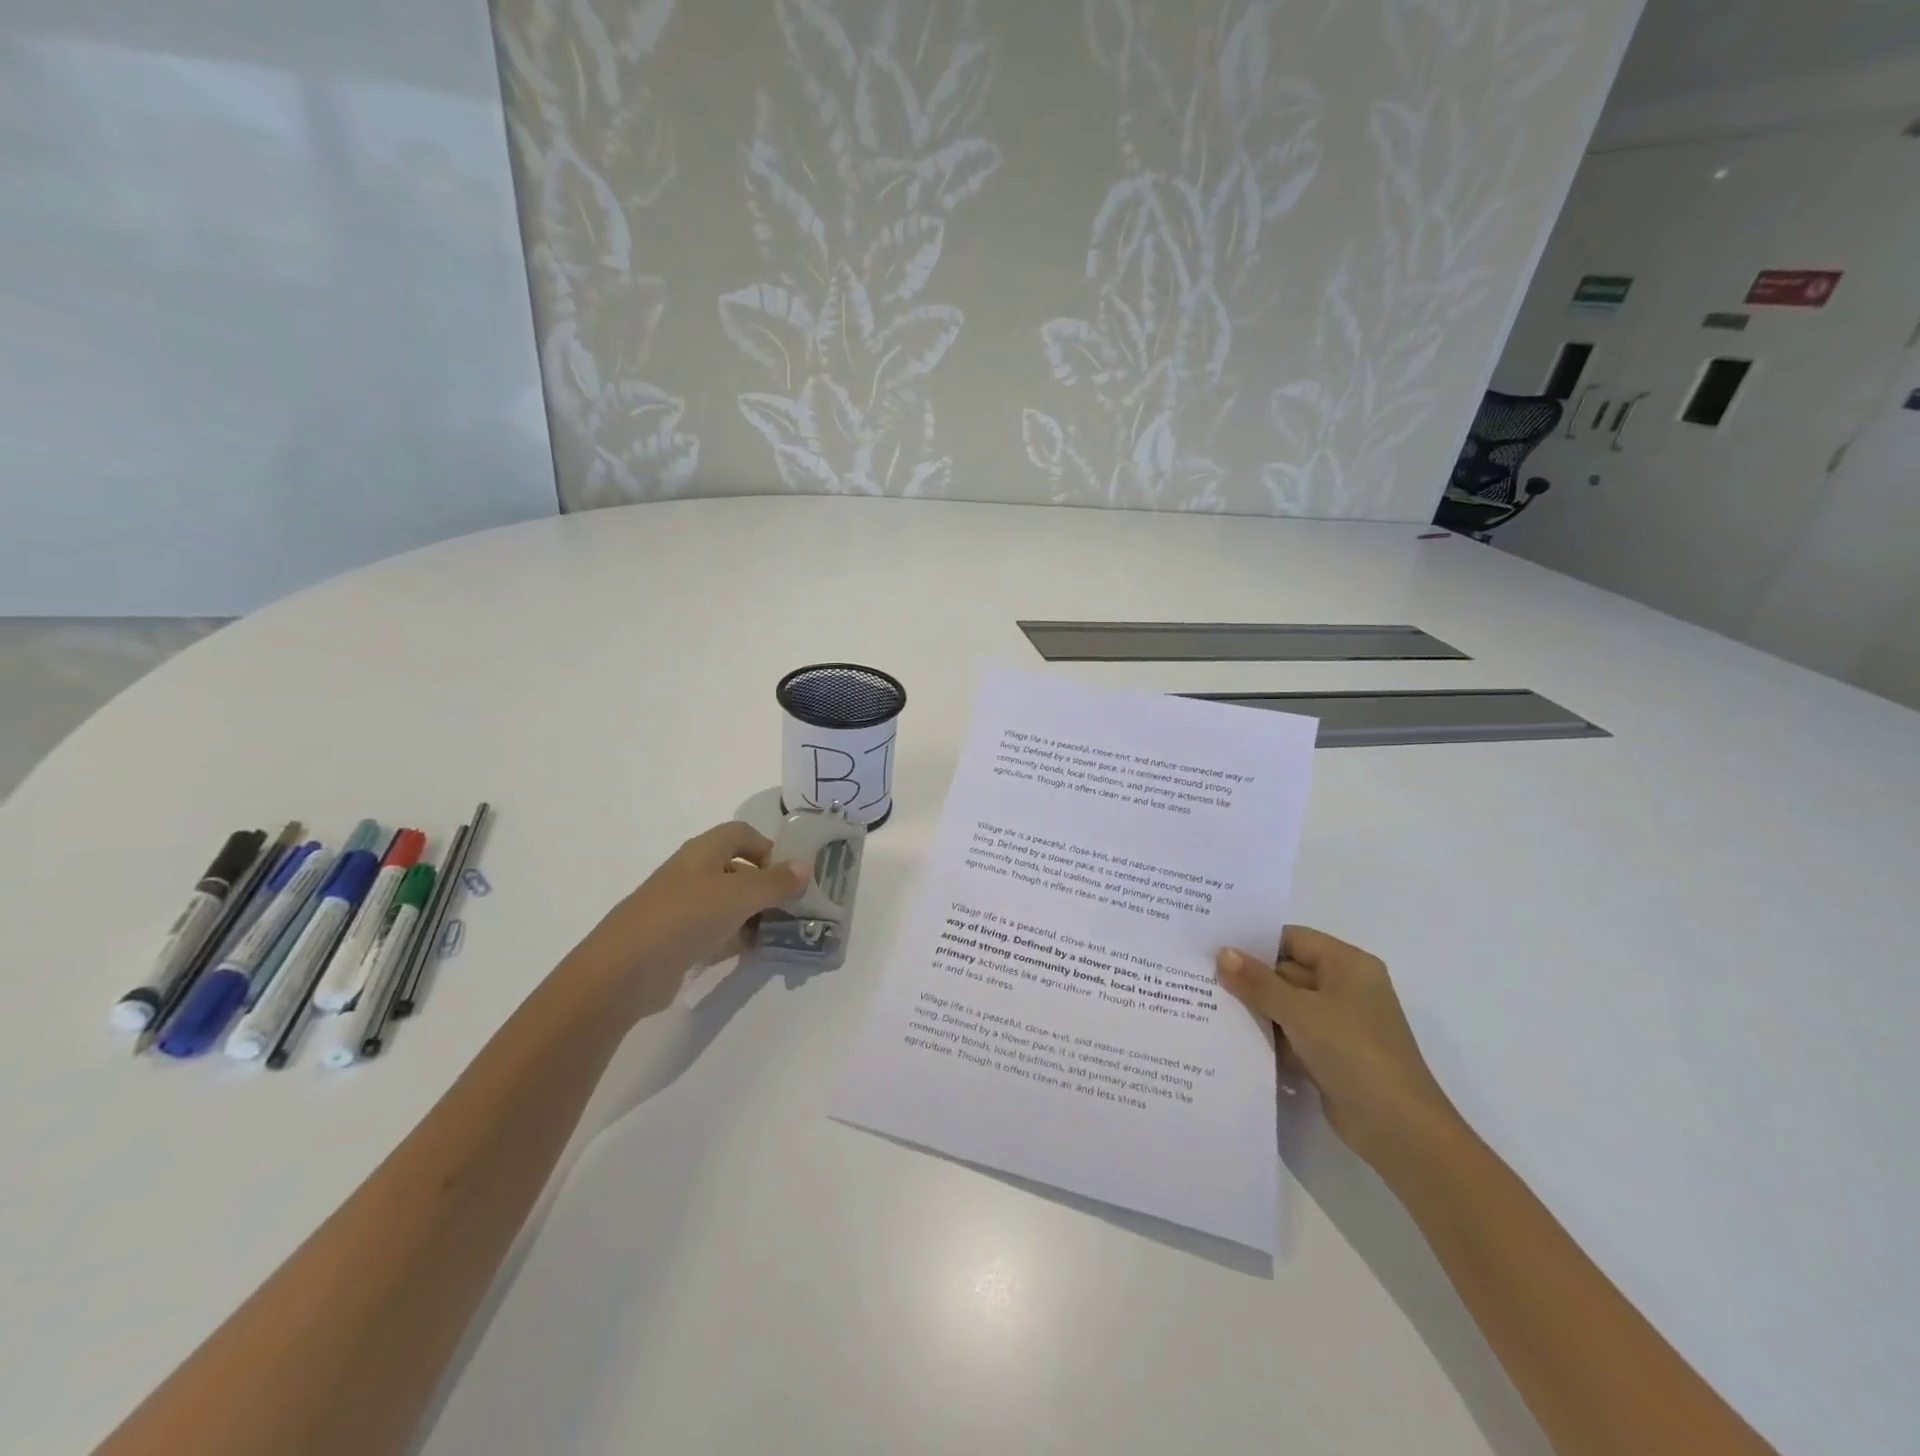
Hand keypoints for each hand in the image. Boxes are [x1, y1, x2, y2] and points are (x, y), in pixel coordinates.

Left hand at [573, 822, 807, 1017]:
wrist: (623, 972)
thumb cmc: (684, 918)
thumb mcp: (738, 895)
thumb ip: (775, 882)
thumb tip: (805, 867)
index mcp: (703, 852)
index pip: (742, 834)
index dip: (768, 847)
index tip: (791, 873)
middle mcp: (694, 875)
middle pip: (739, 870)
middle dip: (769, 886)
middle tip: (797, 907)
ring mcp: (685, 910)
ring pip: (731, 904)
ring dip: (758, 914)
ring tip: (785, 932)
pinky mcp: (680, 942)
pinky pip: (719, 933)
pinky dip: (740, 938)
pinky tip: (759, 951)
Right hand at [1216, 926, 1457, 1166]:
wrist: (1399, 1130)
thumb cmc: (1355, 1054)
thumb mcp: (1300, 1012)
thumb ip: (1258, 982)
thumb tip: (1222, 952)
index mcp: (1348, 965)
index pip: (1292, 939)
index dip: (1253, 941)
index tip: (1212, 945)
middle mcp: (1344, 988)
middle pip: (1286, 971)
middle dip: (1248, 977)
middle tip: (1199, 974)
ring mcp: (1338, 1023)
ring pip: (1285, 1005)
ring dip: (1254, 1008)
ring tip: (1204, 1002)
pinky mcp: (1329, 1054)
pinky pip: (1290, 1034)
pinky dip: (1266, 1035)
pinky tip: (1228, 1036)